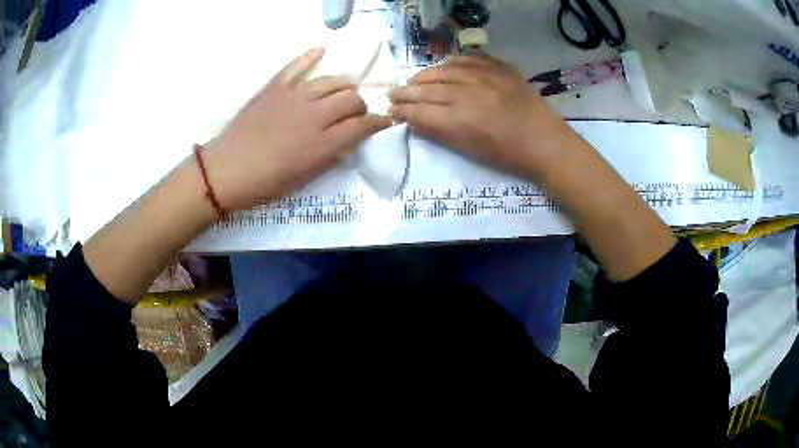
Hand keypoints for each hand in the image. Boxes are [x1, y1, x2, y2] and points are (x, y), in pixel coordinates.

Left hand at [204, 47, 391, 209]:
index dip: (377, 122)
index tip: (382, 122)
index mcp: (321, 143)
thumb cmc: (264, 183)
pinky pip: (298, 65)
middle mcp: (313, 114)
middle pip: (351, 98)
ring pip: (332, 80)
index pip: (362, 125)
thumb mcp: (303, 178)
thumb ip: (329, 157)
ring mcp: (294, 96)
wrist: (225, 170)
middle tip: (355, 113)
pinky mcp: (275, 87)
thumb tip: (346, 142)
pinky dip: (311, 56)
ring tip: (341, 92)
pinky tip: (322, 50)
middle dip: (360, 105)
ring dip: (343, 86)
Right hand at [388, 56, 576, 179]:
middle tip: (392, 95)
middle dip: (404, 92)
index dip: (400, 111)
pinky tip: (444, 66)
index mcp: (459, 120)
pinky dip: (452, 62)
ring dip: (423, 76)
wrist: (545, 142)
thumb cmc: (507, 155)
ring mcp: (484, 76)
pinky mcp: (499, 68)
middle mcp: (466, 93)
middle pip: (425, 88)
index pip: (418, 111)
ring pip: (443, 70)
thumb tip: (413, 122)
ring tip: (415, 82)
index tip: (390, 112)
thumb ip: (439, 133)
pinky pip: (468, 58)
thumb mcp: (470, 151)